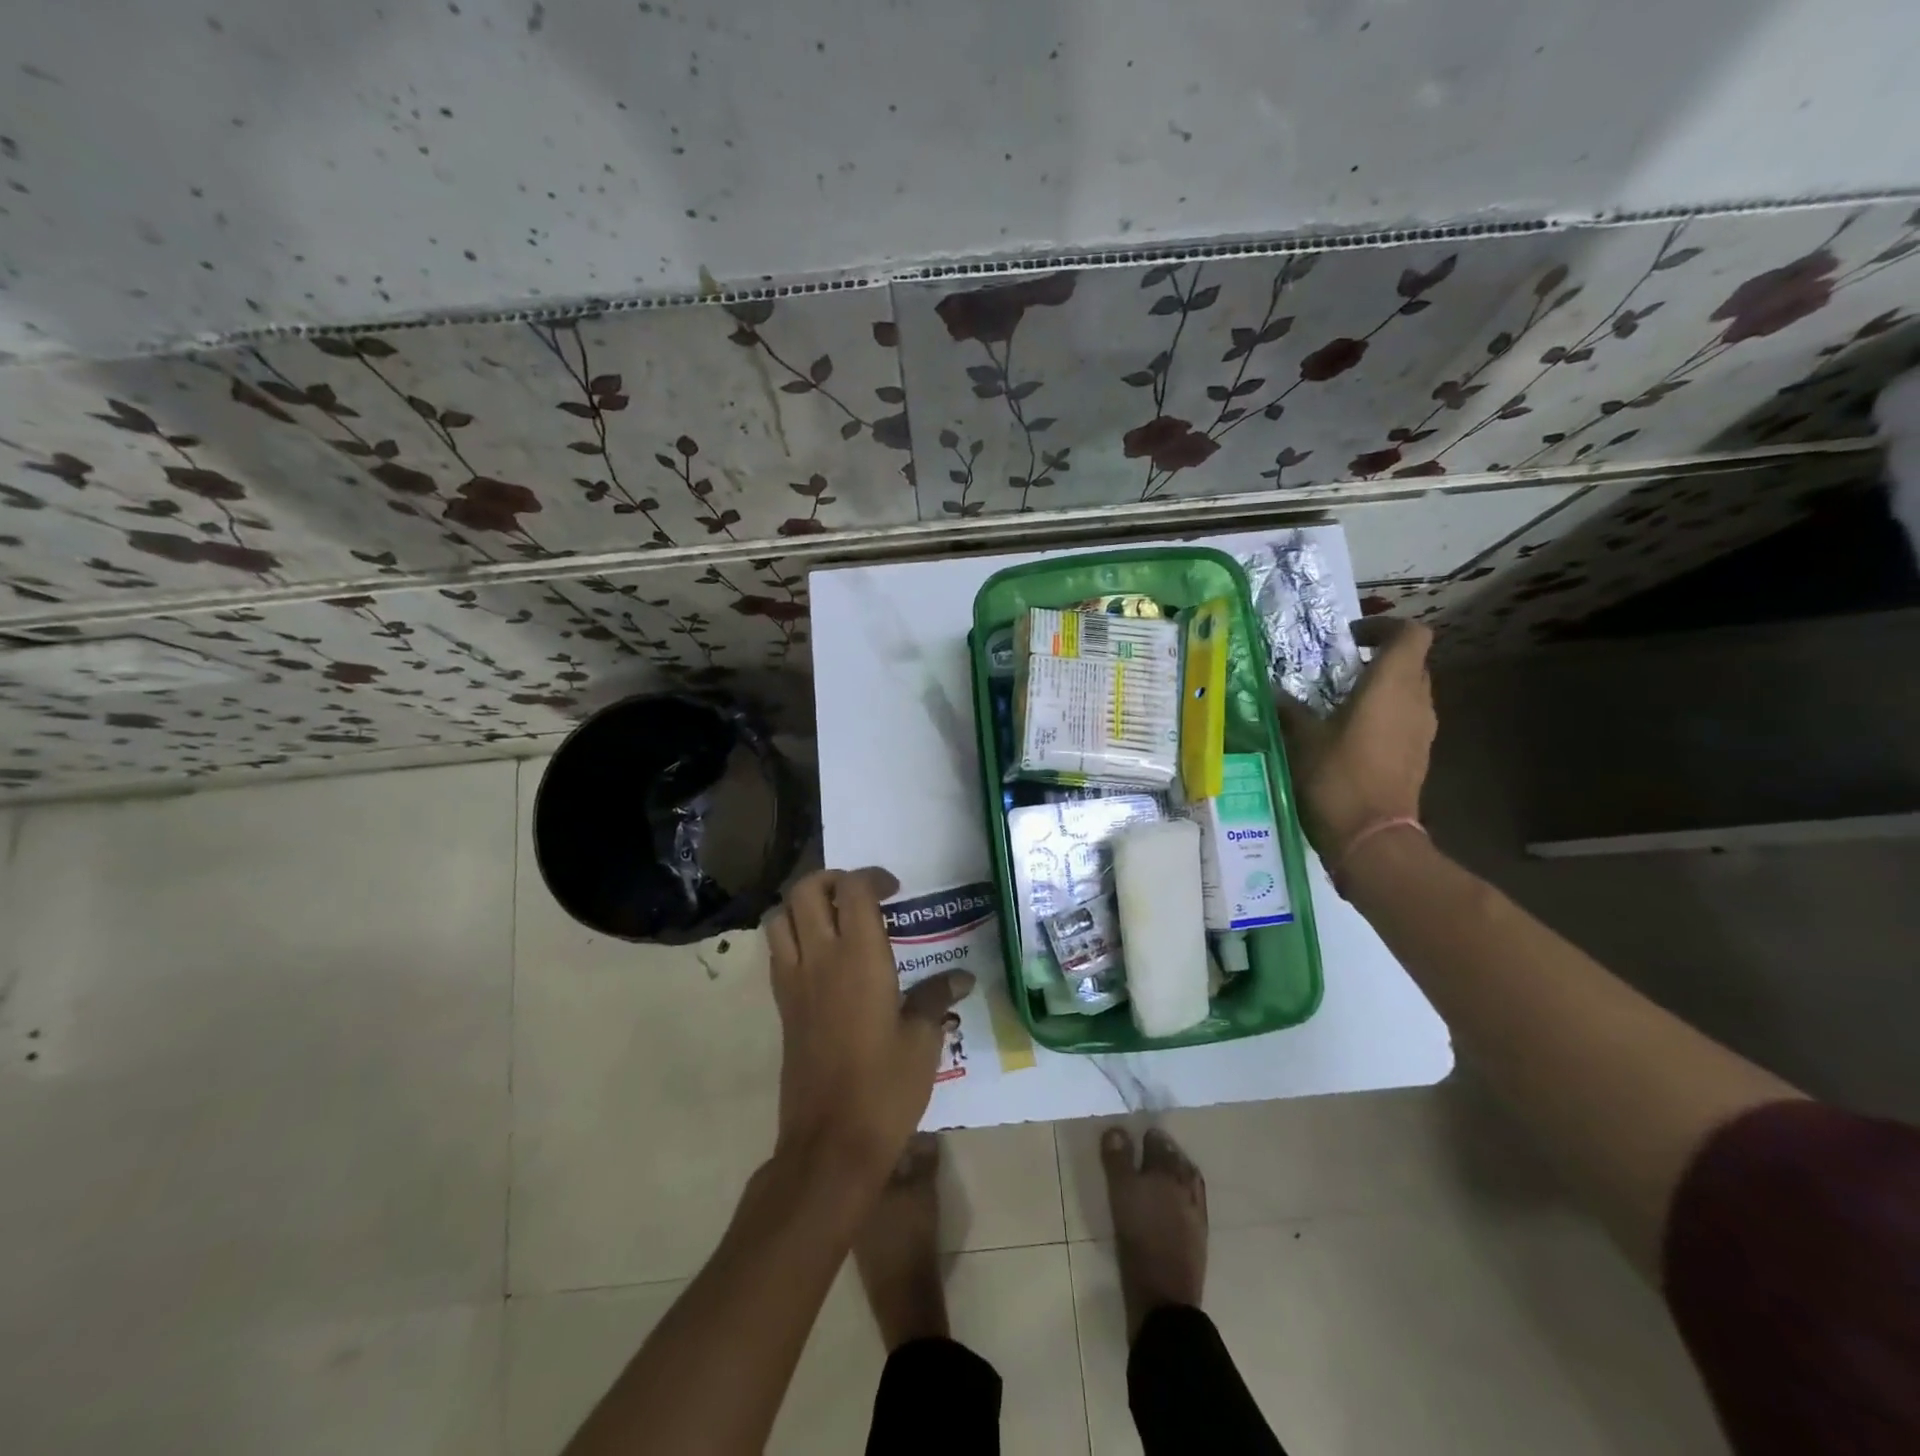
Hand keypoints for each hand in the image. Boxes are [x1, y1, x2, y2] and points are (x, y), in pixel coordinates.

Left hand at [764, 868, 973, 1183]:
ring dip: (803, 904)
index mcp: (858, 957)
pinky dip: (792, 935)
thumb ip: (935, 999)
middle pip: (806, 890)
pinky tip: (821, 956)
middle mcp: (819, 958)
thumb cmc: (885, 1088)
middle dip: (831, 879)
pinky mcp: (782, 1006)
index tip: (894, 889)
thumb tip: (960, 978)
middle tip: (860, 894)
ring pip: (780, 917)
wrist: (830, 1142)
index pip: (853, 890)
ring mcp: (794, 982)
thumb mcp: (922, 1041)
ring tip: (833, 917)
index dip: (871, 877)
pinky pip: (776, 951)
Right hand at [1276, 618, 1435, 858]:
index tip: (1351, 638)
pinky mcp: (1418, 755)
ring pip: (1410, 691)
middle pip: (1411, 662)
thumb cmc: (1337, 777)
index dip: (1384, 627)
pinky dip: (1384, 715)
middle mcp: (1416, 701)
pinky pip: (1406, 719)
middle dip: (1378, 658)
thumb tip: (1274, 692)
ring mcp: (1422, 730)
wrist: (1372, 837)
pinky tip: (1350, 735)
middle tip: (1339, 670)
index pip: (1411, 634)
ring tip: (1341, 703)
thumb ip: (1291, 710)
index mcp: (1390, 686)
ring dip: (1381, 689)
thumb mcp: (1303, 739)